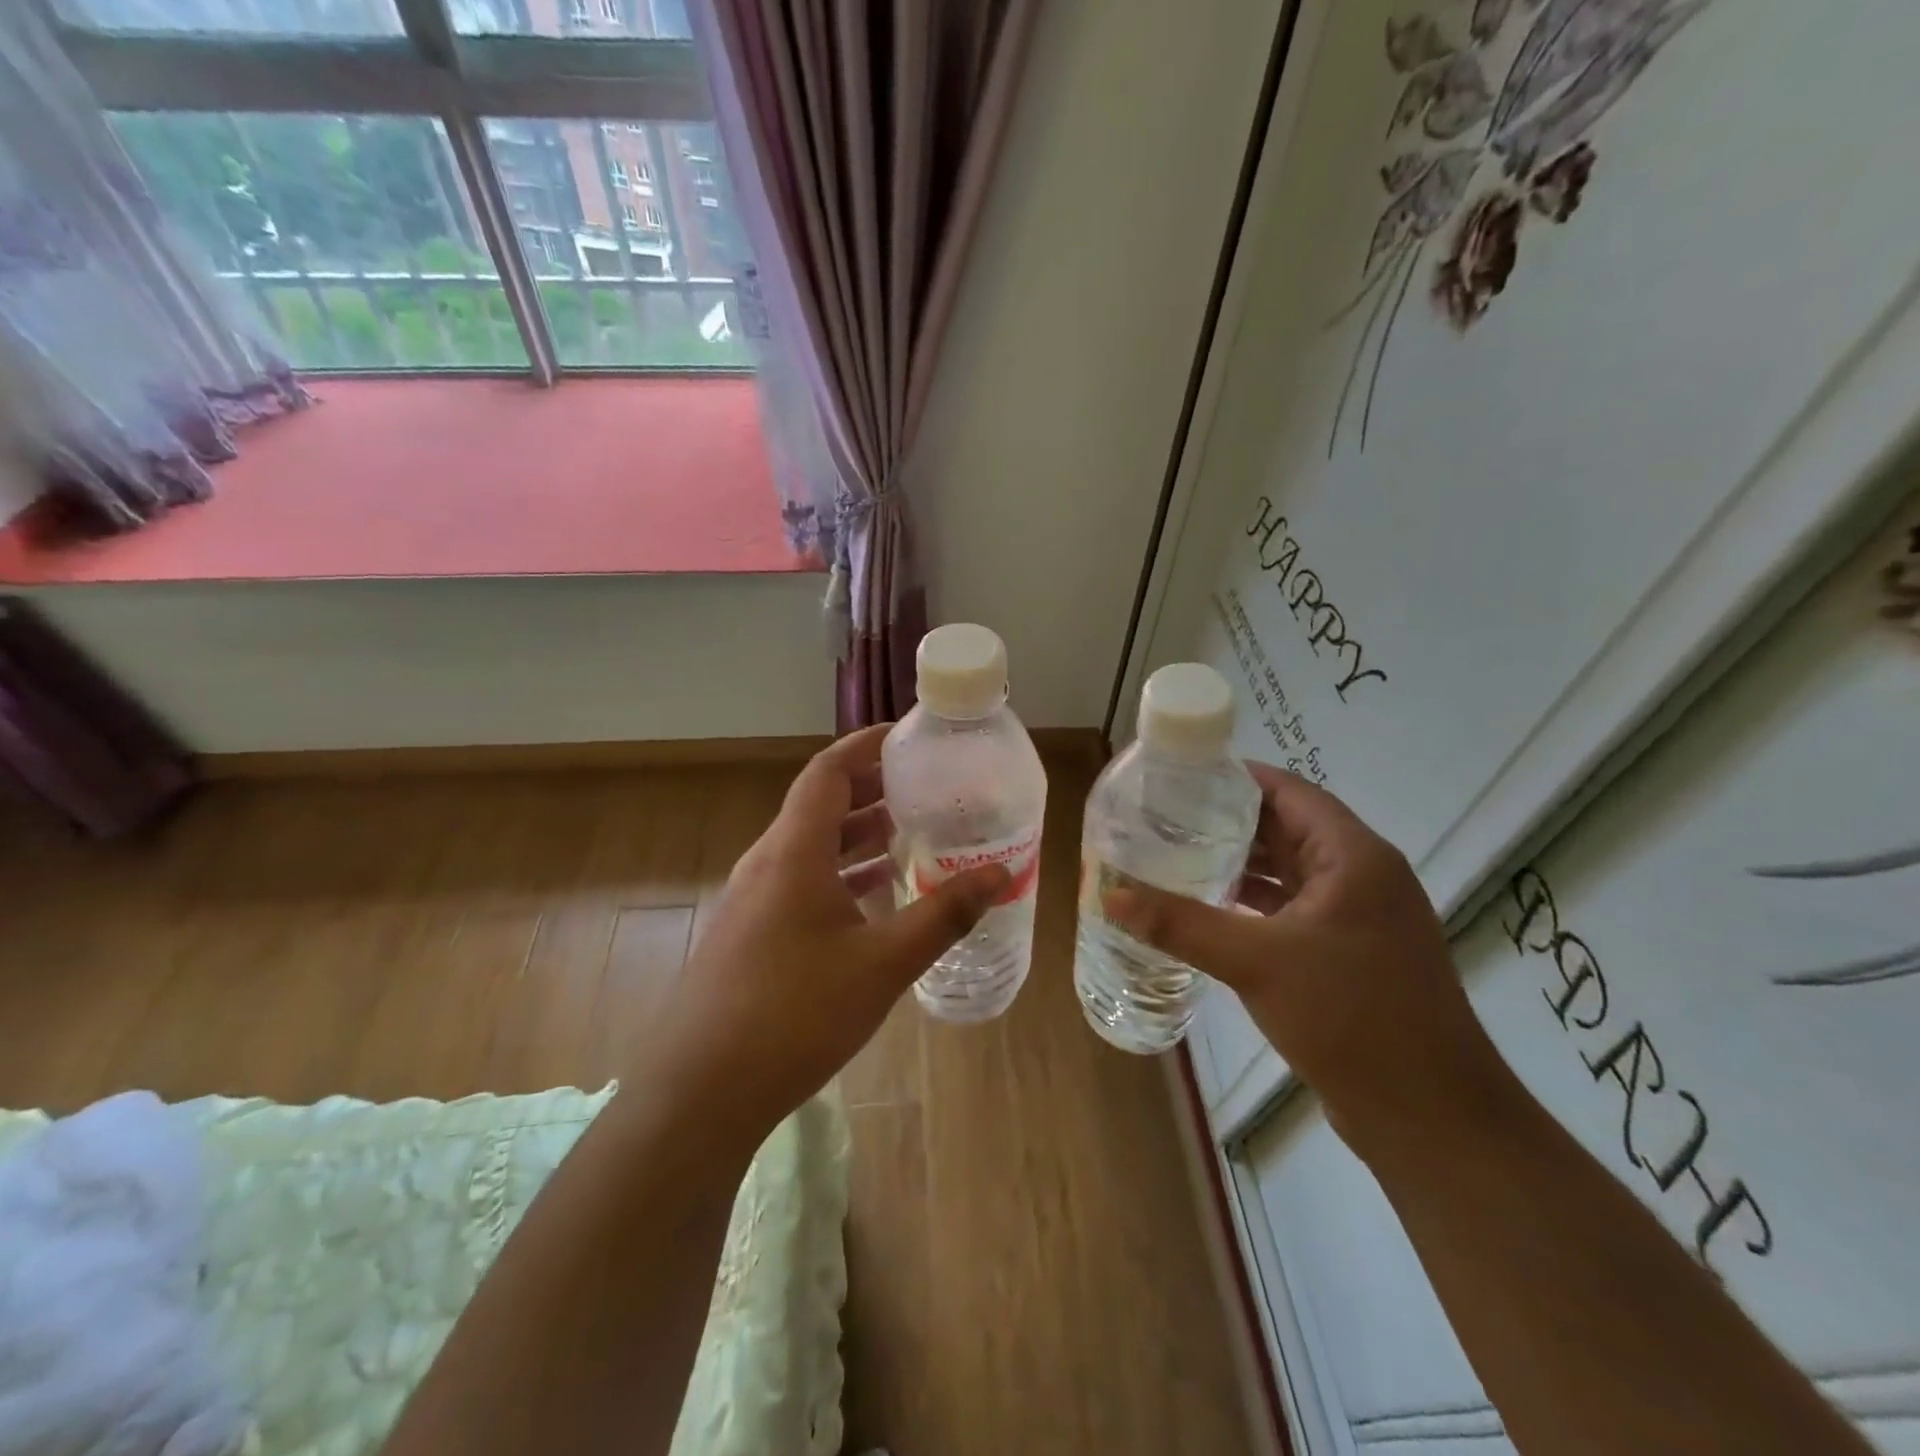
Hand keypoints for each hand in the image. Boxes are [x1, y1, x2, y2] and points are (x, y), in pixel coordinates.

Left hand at [642, 725, 1007, 1147]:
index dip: (865, 745)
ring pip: (810, 847)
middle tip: (923, 788)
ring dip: (856, 835)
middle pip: (819, 805)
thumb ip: (943, 914)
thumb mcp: (883, 963)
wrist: (701, 1092)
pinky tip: (872, 899)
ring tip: (908, 835)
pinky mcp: (748, 933)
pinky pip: (799, 882)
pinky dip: (839, 874)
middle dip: (871, 790)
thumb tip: (999, 874)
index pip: (828, 772)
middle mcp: (767, 863)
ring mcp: (752, 900)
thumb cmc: (795, 1014)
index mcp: (793, 851)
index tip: (907, 736)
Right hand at [1106, 763, 1505, 1156]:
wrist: (1431, 1118)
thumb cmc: (1351, 1018)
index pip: (1287, 791)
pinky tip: (1208, 909)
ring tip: (1174, 855)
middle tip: (1162, 817)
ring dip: (1238, 864)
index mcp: (1352, 857)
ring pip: (1288, 871)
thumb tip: (1110, 896)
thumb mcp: (1256, 963)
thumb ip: (1180, 925)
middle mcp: (1360, 876)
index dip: (1233, 778)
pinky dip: (1252, 903)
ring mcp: (1358, 917)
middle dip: (1225, 821)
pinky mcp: (1349, 953)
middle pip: (1285, 827)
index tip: (1177, 777)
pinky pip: (1292, 909)